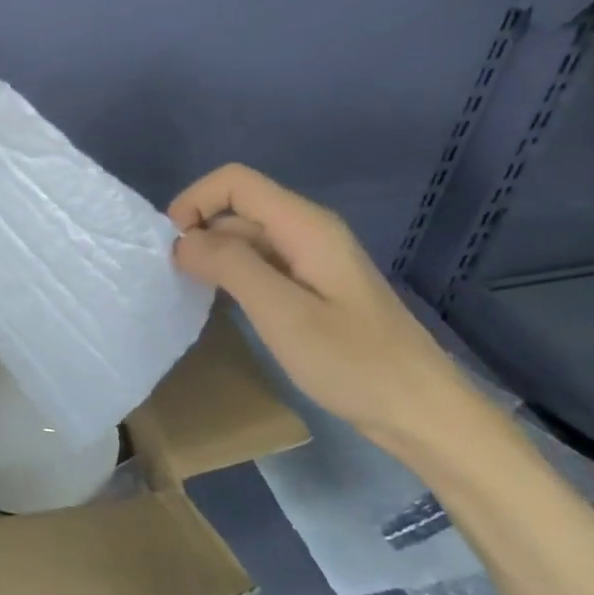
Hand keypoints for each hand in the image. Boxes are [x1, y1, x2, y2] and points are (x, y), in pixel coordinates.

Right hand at [169, 165, 485, 450]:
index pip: (235, 182)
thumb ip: (230, 265)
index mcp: (305, 225)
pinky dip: (234, 275)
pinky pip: (262, 263)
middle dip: (199, 231)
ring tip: (192, 293)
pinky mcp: (314, 287)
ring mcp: (313, 259)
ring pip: (248, 237)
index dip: (194, 201)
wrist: (421, 412)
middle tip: (175, 278)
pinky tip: (224, 305)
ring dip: (214, 255)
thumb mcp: (282, 312)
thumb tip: (183, 239)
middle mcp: (309, 231)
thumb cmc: (353, 362)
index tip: (171, 247)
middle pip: (239, 207)